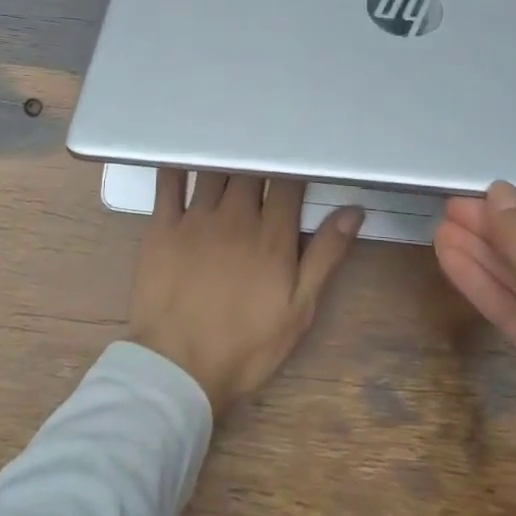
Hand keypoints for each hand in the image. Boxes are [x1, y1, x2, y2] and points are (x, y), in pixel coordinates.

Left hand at [130, 170, 363, 414]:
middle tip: (264, 151)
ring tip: (230, 146)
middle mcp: (236, 216)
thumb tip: (353, 211)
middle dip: (260, 158)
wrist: (178, 369)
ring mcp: (196, 218)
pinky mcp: (163, 227)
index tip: (297, 157)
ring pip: (216, 170)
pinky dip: (178, 164)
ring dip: (226, 158)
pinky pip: (168, 183)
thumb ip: (325, 256)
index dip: (293, 166)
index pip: (287, 183)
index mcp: (272, 235)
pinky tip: (183, 153)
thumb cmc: (245, 345)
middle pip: (251, 170)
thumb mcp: (298, 309)